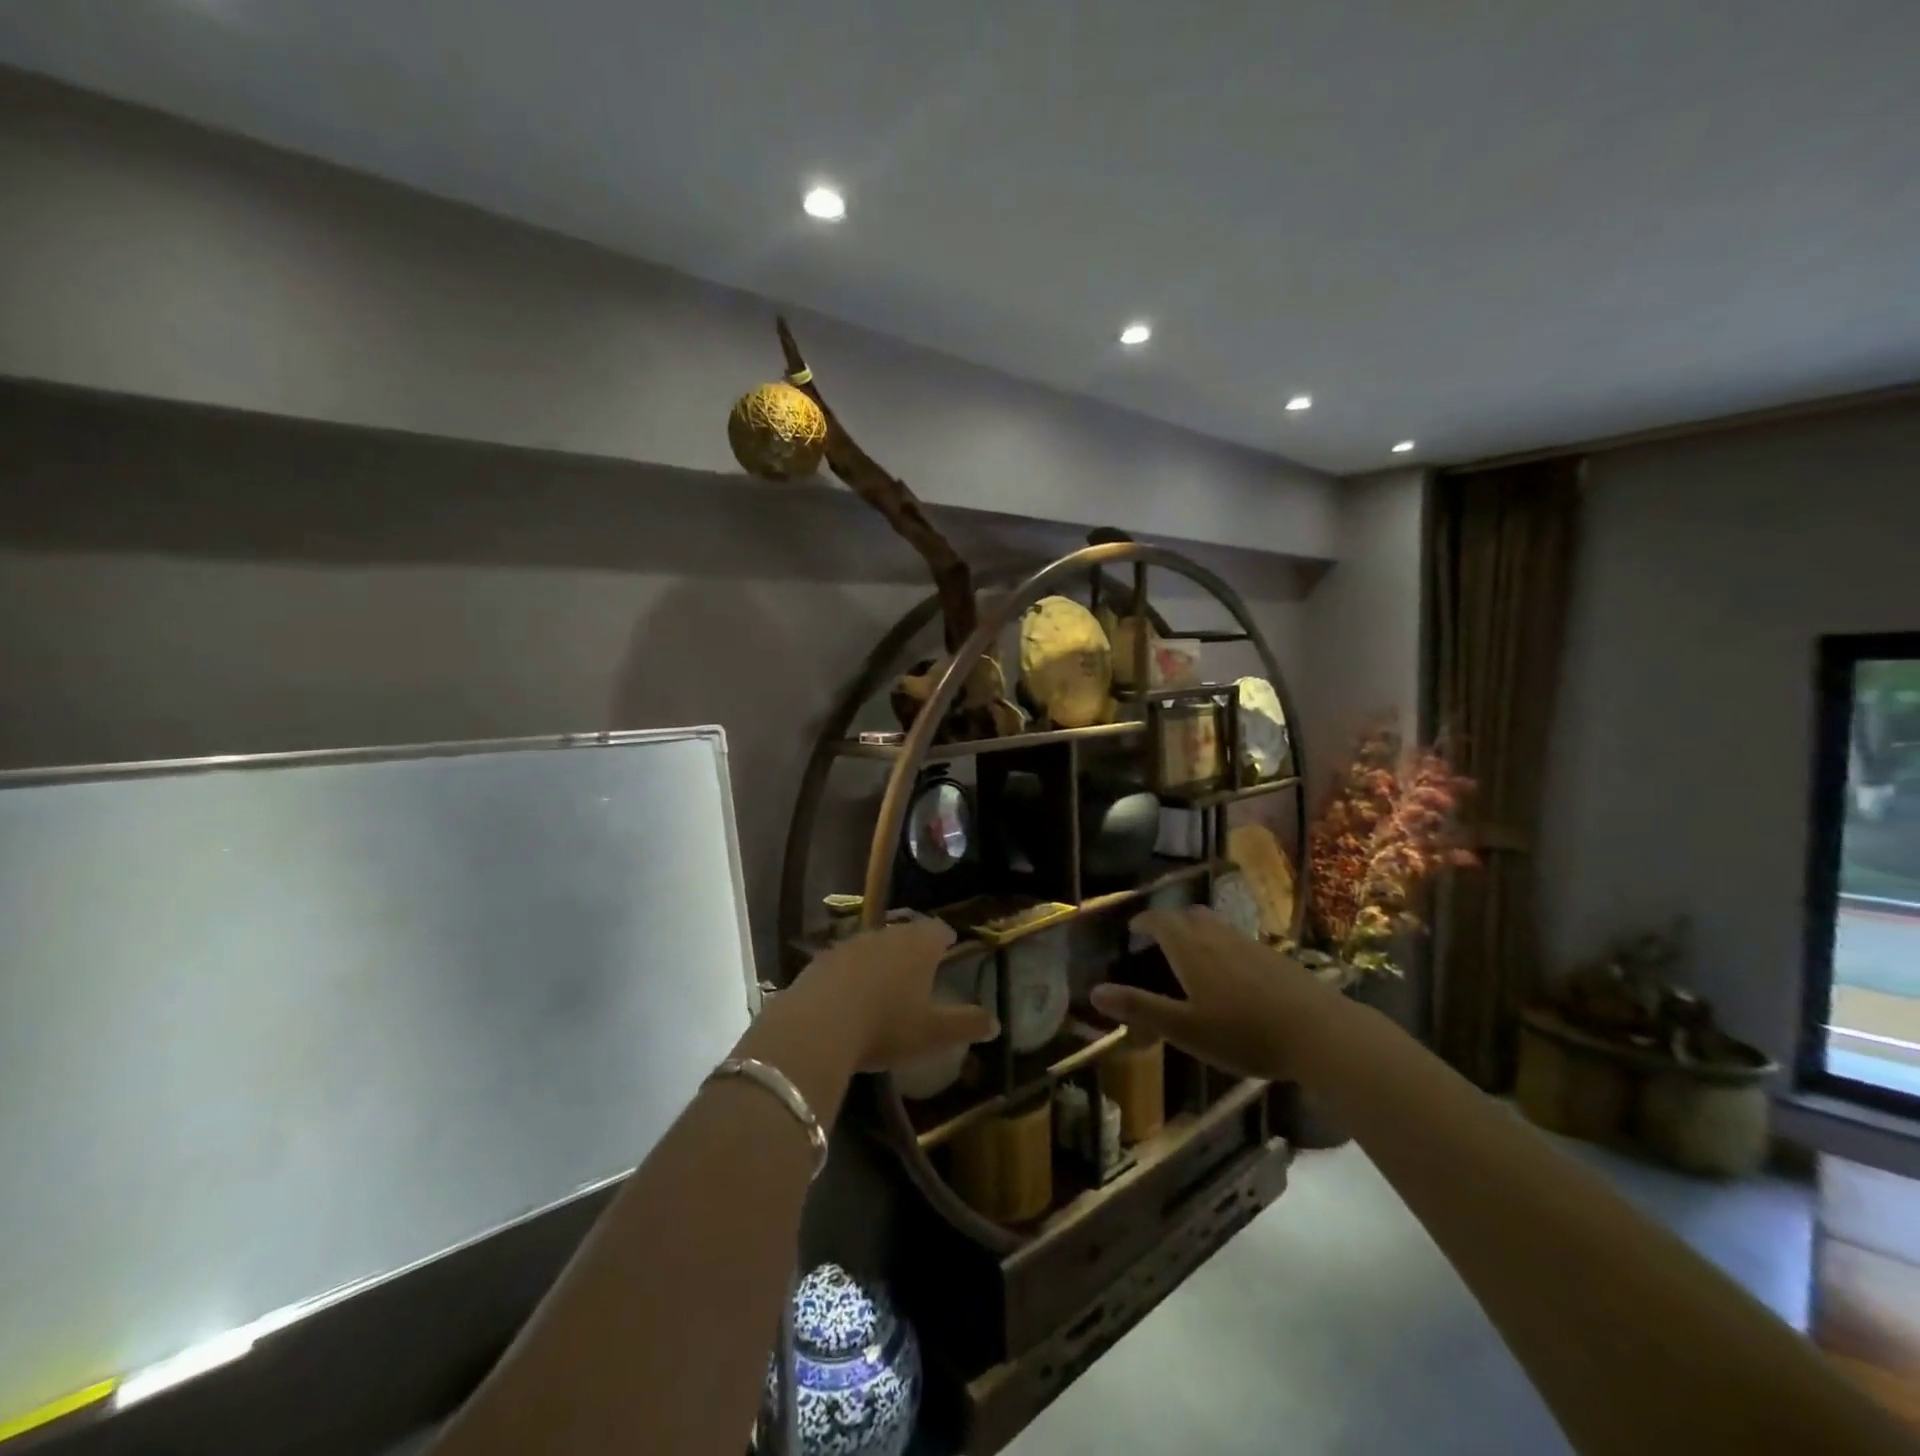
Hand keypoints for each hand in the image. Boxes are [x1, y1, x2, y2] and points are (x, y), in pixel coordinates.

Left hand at [790, 918, 998, 1072]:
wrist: (816, 1027)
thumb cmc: (886, 1026)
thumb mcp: (933, 1033)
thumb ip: (965, 1025)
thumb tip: (996, 1023)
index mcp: (918, 945)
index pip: (938, 930)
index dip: (945, 938)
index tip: (949, 945)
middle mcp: (885, 934)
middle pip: (905, 933)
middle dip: (913, 947)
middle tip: (920, 965)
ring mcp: (849, 944)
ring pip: (873, 945)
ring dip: (881, 959)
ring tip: (885, 981)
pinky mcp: (820, 961)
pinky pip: (844, 962)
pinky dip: (851, 974)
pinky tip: (849, 996)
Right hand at [1090, 906, 1350, 1081]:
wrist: (1320, 1033)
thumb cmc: (1244, 1033)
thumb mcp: (1185, 1028)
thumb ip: (1140, 1008)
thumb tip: (1094, 991)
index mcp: (1191, 948)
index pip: (1161, 920)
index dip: (1144, 921)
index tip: (1133, 929)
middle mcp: (1218, 937)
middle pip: (1189, 915)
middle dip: (1170, 922)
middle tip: (1159, 939)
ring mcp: (1250, 944)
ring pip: (1216, 926)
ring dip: (1197, 931)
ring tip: (1191, 955)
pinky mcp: (1275, 958)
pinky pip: (1237, 940)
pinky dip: (1222, 946)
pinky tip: (1231, 975)